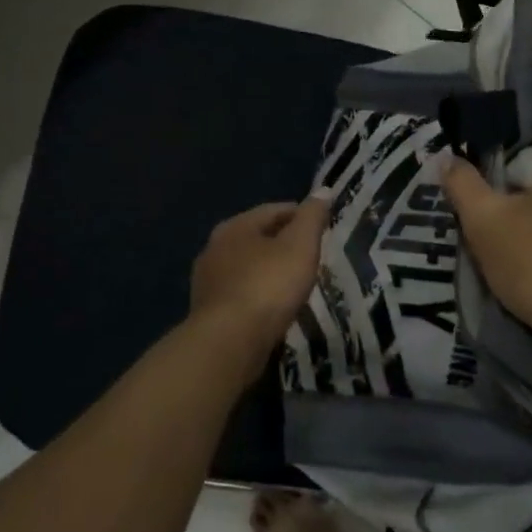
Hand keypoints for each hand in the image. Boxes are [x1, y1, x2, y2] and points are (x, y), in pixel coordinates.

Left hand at [188, 199, 330, 354]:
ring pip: (247, 265)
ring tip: (295, 280)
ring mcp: (208, 281)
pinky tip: (274, 304)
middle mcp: (215, 247)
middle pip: (257, 236)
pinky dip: (259, 292)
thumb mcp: (300, 245)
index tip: (323, 226)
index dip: (301, 214)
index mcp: (235, 226)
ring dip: (269, 268)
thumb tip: (323, 190)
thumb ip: (311, 217)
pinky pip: (241, 291)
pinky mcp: (209, 310)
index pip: (274, 210)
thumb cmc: (268, 285)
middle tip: (311, 253)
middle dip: (283, 241)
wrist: (229, 342)